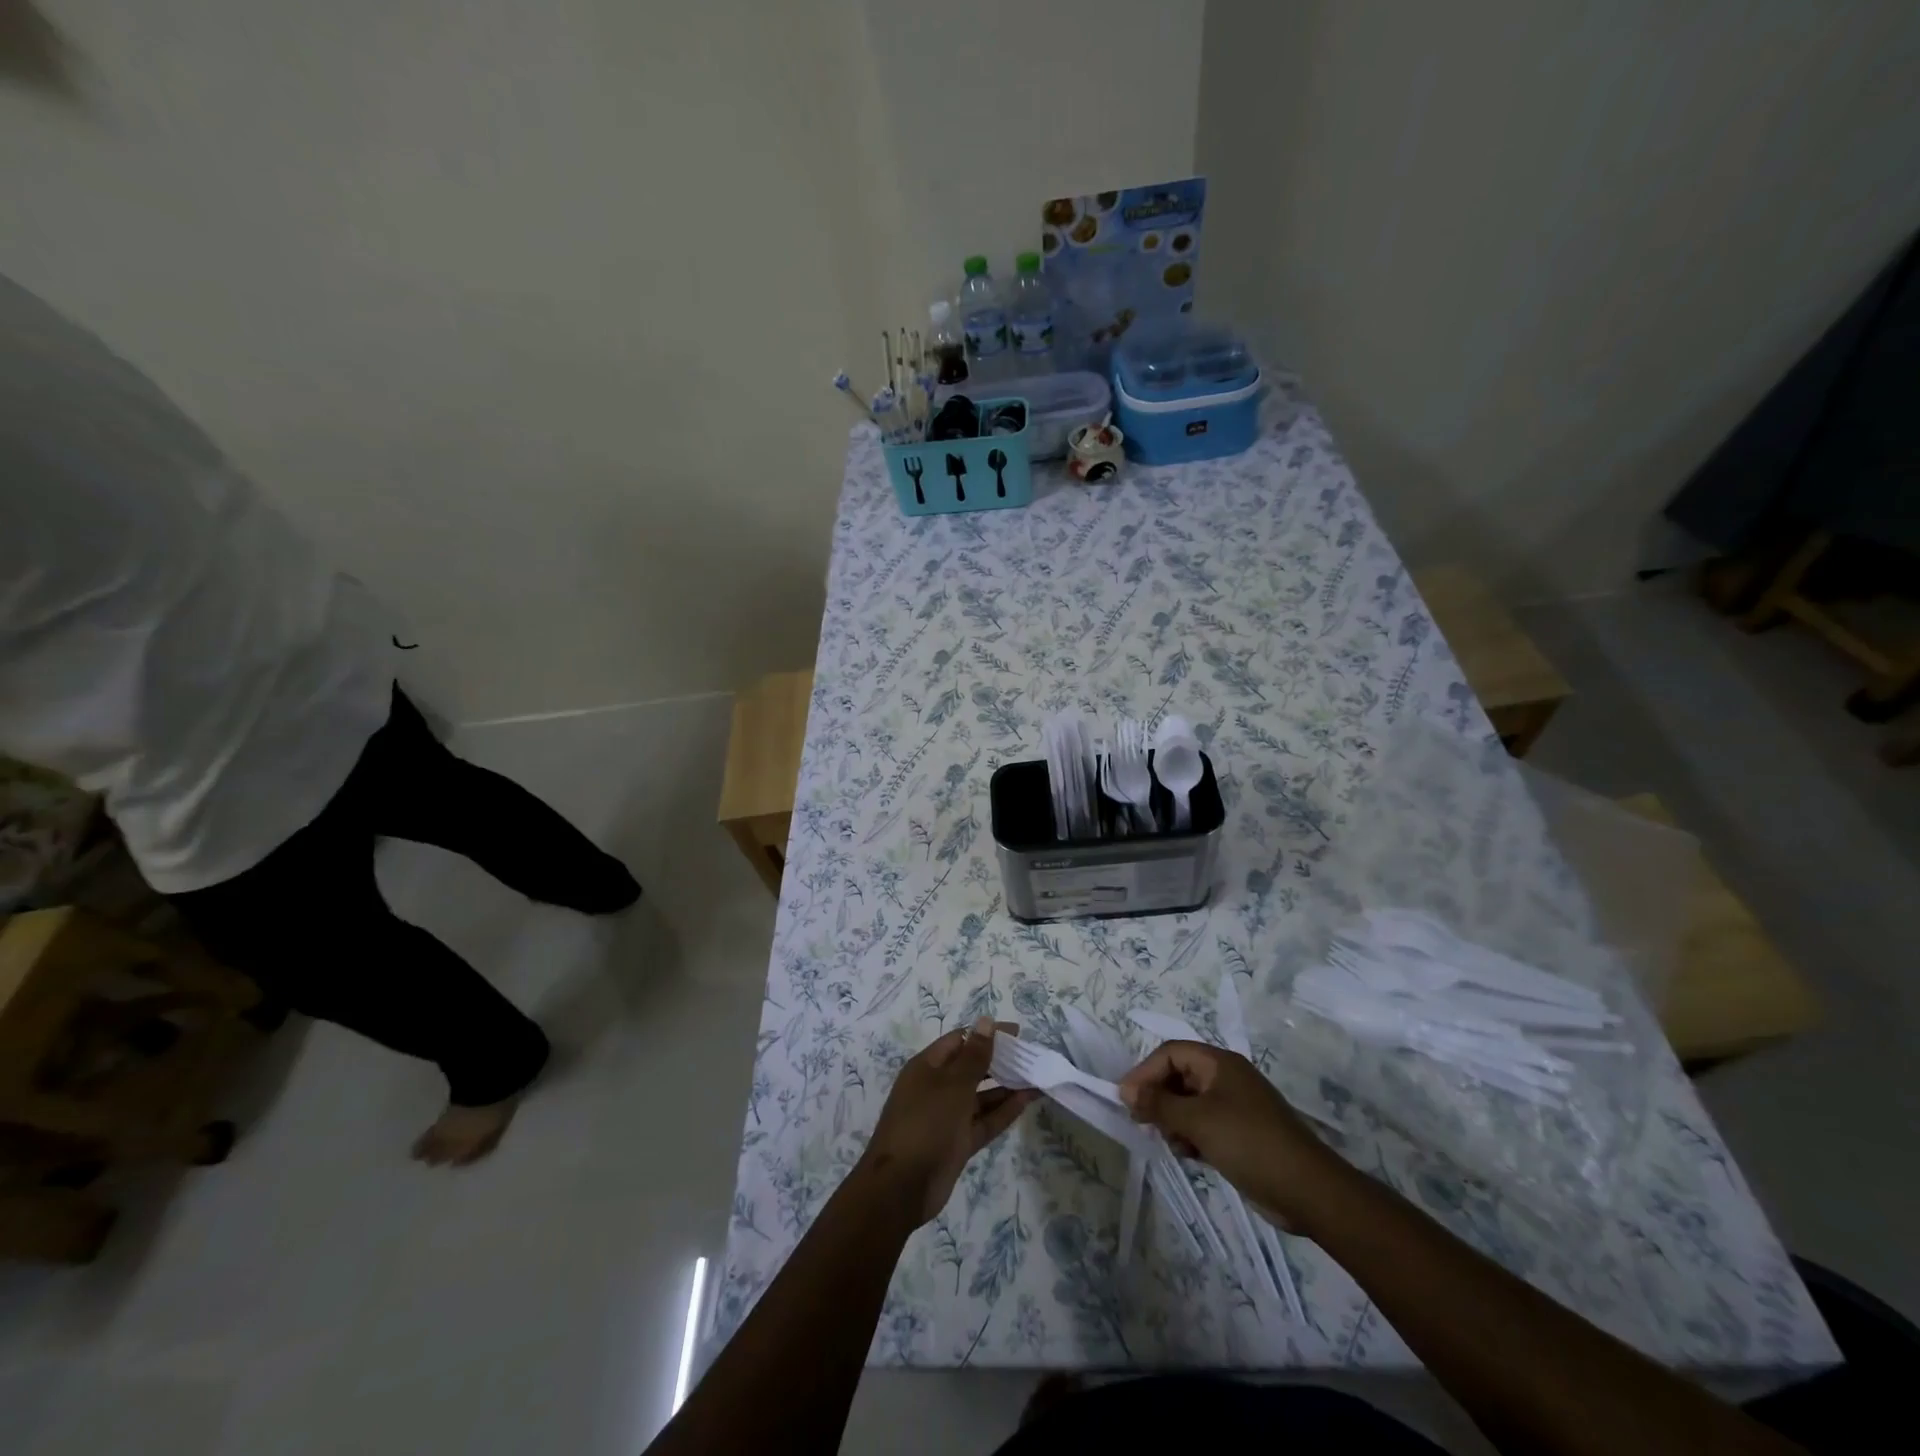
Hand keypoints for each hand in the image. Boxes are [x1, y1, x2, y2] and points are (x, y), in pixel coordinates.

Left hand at [859, 1018, 1039, 1225]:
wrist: (901, 1187)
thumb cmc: (925, 1123)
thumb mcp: (953, 1085)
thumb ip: (974, 1055)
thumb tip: (986, 1021)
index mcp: (927, 1067)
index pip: (960, 1040)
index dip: (986, 1034)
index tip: (1017, 1034)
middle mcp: (937, 1088)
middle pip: (971, 1067)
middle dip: (999, 1061)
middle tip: (1031, 1056)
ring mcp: (947, 1117)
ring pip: (981, 1096)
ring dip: (1006, 1087)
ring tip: (1036, 1077)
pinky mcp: (958, 1143)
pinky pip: (984, 1121)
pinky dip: (1003, 1111)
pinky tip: (1027, 1101)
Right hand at [1118, 1041, 1342, 1229]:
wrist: (1308, 1190)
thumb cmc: (1249, 1143)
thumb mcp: (1197, 1121)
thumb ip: (1158, 1104)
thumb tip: (1126, 1090)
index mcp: (1219, 1063)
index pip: (1171, 1053)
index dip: (1145, 1071)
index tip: (1126, 1098)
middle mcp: (1226, 1078)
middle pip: (1179, 1076)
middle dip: (1158, 1097)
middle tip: (1142, 1122)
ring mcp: (1235, 1107)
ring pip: (1189, 1103)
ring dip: (1174, 1120)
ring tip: (1172, 1144)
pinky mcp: (1241, 1134)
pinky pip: (1204, 1125)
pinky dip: (1191, 1136)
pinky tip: (1189, 1156)